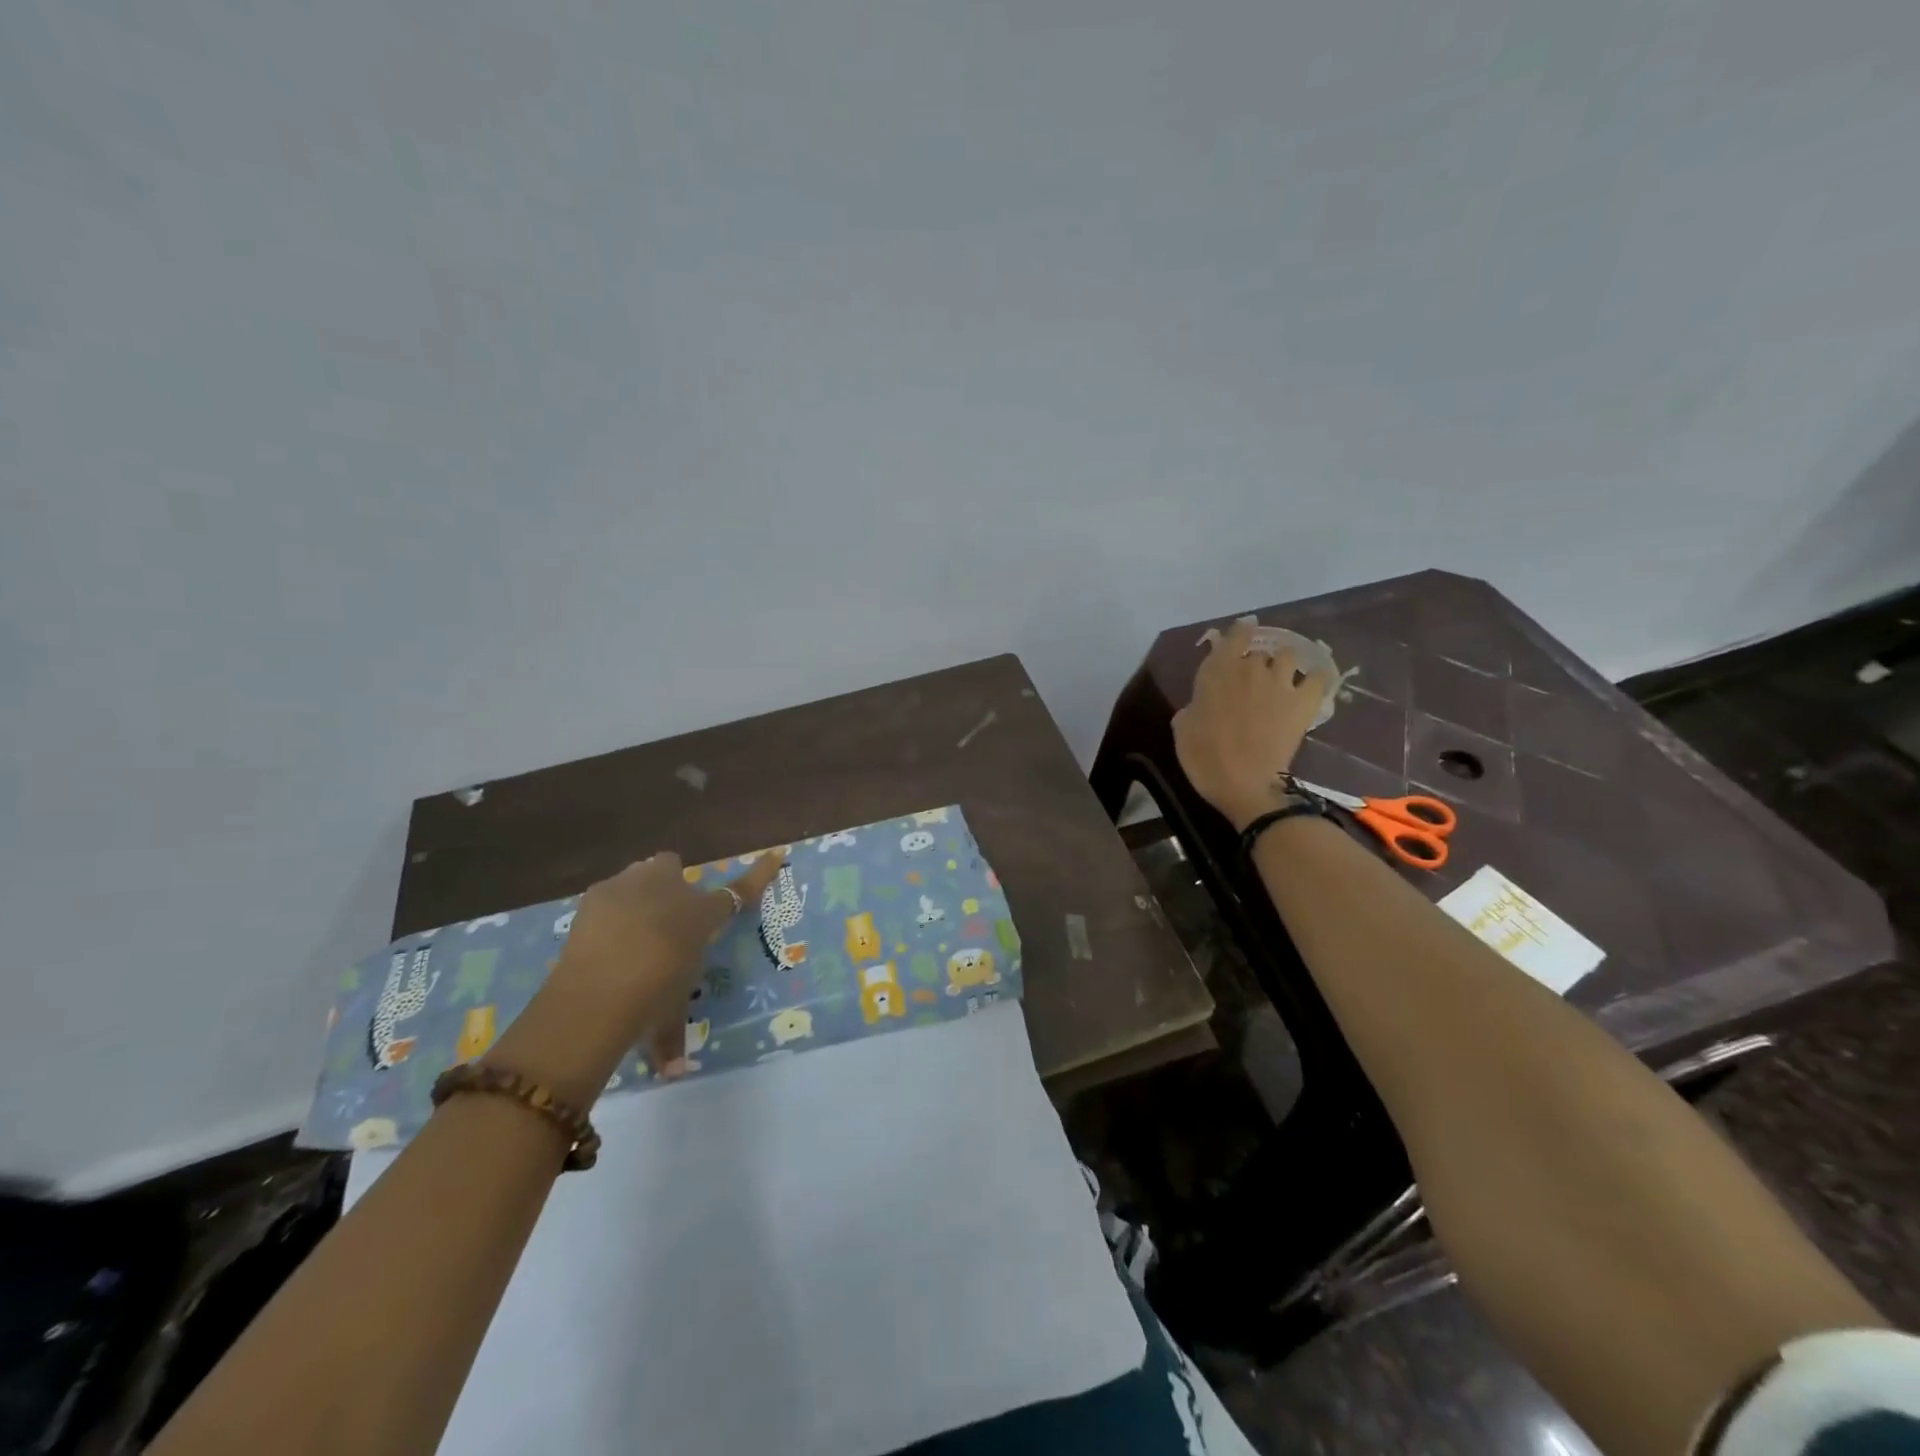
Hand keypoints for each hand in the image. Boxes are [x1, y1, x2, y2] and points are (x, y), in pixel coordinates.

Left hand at [485, 850, 785, 1102]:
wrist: (595, 993)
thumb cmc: (650, 999)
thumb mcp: (668, 1016)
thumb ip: (672, 1039)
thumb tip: (673, 1073)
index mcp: (700, 916)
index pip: (738, 893)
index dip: (760, 874)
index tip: (776, 855)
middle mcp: (670, 890)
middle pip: (673, 868)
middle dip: (670, 884)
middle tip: (663, 916)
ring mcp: (631, 887)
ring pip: (640, 873)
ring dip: (640, 891)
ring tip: (629, 926)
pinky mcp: (596, 895)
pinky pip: (610, 893)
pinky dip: (609, 909)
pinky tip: (601, 935)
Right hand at [1173, 617, 1333, 829]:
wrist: (1243, 783)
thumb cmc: (1204, 757)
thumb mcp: (1183, 729)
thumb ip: (1192, 707)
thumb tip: (1199, 704)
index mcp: (1217, 671)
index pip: (1234, 636)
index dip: (1240, 631)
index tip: (1243, 630)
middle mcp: (1251, 668)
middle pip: (1259, 650)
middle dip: (1255, 660)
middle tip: (1251, 678)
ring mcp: (1281, 683)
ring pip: (1289, 655)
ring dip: (1284, 663)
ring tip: (1282, 677)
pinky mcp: (1304, 703)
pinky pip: (1319, 678)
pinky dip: (1316, 678)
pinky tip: (1312, 685)